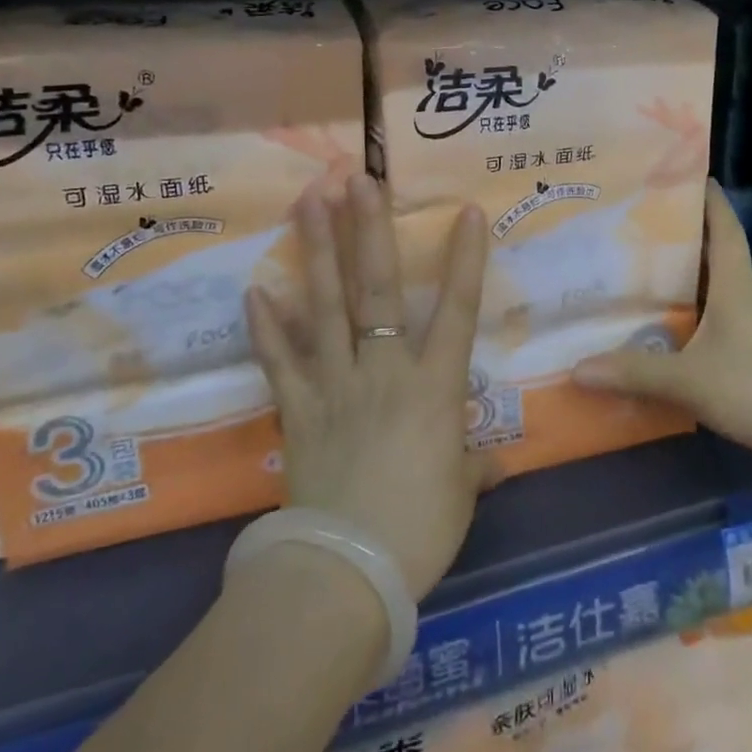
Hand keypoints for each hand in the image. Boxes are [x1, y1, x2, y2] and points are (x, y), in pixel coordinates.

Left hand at [245, 173, 488, 598]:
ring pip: (326, 307)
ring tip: (308, 203)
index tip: (466, 212)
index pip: (458, 311)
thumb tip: (496, 460)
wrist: (346, 573)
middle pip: (378, 290)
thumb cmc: (419, 531)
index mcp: (434, 388)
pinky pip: (280, 360)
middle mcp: (384, 371)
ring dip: (318, 252)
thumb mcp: (461, 494)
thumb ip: (476, 466)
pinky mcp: (298, 409)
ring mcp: (336, 384)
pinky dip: (267, 326)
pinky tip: (255, 290)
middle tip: (358, 178)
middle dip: (370, 230)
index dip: (465, 260)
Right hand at [574, 178, 751, 459]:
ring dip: (684, 274)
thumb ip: (634, 372)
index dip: (710, 200)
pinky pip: (711, 317)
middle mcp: (743, 298)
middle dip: (683, 233)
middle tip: (640, 220)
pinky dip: (688, 310)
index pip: (725, 229)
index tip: (689, 174)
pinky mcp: (747, 352)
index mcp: (735, 287)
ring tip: (640, 264)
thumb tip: (576, 367)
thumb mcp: (688, 380)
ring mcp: (748, 326)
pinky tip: (662, 322)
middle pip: (714, 253)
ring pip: (712, 287)